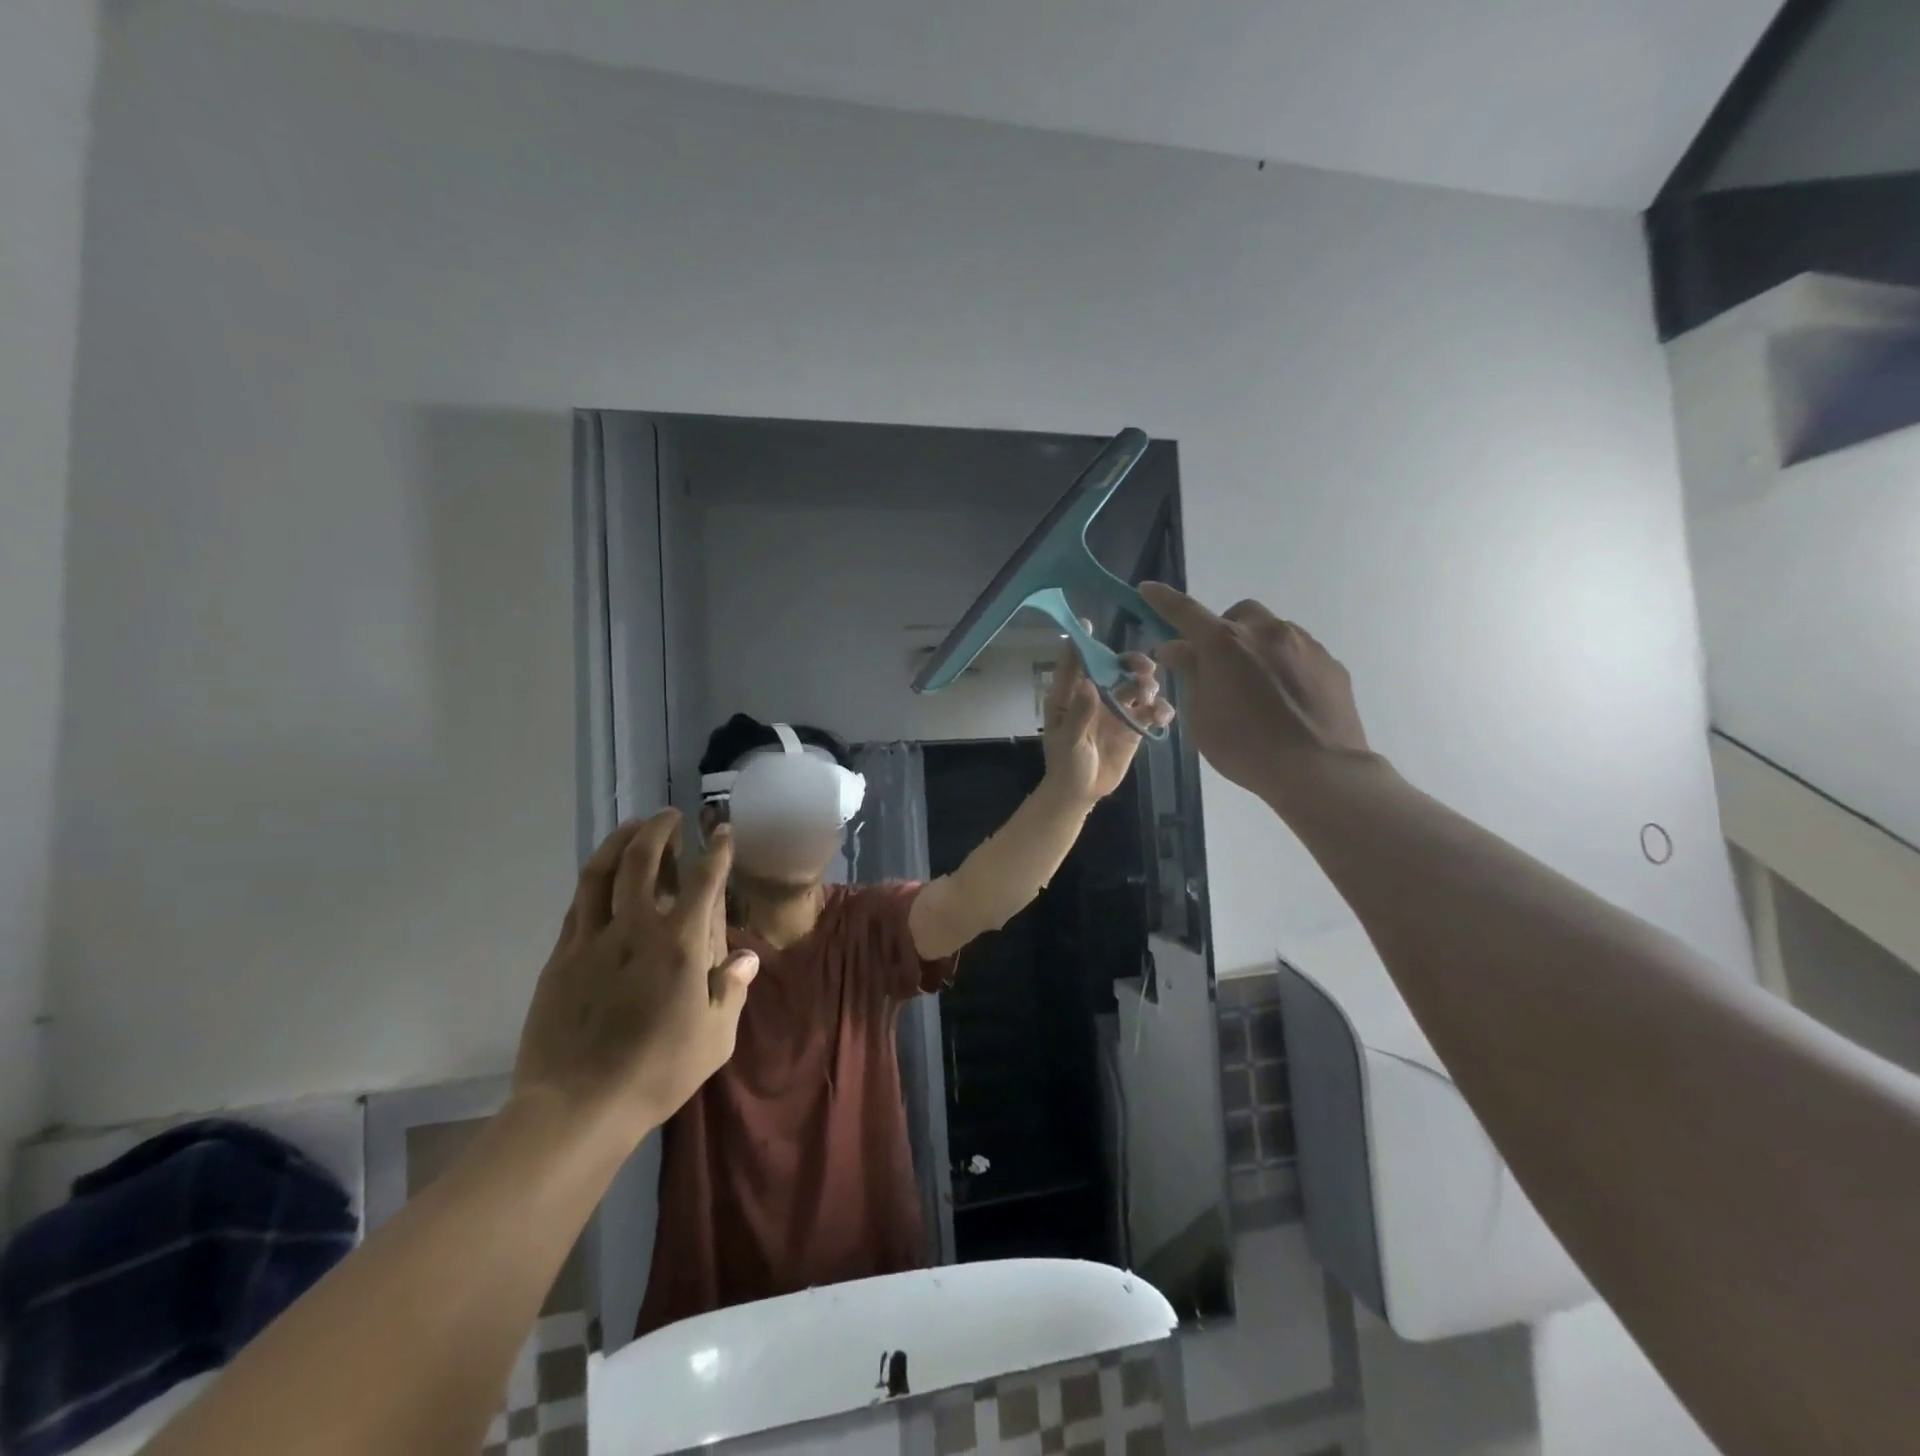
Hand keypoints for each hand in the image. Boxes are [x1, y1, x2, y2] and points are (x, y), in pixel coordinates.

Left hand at [512, 812, 758, 1140]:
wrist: (577, 1106)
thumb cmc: (657, 1072)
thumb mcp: (715, 1038)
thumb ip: (732, 990)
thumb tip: (746, 958)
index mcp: (680, 946)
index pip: (703, 881)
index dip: (716, 850)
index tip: (722, 831)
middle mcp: (636, 929)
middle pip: (644, 860)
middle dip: (659, 829)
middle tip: (670, 816)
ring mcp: (593, 939)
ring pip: (602, 872)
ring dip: (620, 841)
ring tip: (633, 827)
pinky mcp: (561, 956)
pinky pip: (579, 902)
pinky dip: (595, 878)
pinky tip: (602, 875)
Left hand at [1041, 625, 1175, 804]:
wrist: (1081, 792)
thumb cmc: (1065, 764)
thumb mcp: (1067, 740)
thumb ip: (1078, 713)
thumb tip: (1089, 684)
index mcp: (1071, 694)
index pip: (1075, 662)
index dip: (1082, 642)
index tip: (1090, 623)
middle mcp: (1096, 695)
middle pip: (1115, 668)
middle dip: (1131, 663)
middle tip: (1144, 669)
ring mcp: (1117, 710)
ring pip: (1137, 686)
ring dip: (1147, 684)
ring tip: (1149, 696)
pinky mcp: (1134, 727)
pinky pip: (1151, 712)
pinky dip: (1160, 710)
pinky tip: (1162, 716)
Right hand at [1140, 583, 1369, 802]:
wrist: (1319, 770)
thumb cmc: (1245, 747)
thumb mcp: (1200, 717)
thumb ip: (1189, 675)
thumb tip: (1176, 647)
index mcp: (1224, 644)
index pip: (1185, 612)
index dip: (1163, 600)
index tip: (1148, 589)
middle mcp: (1265, 632)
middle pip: (1238, 614)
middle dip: (1224, 630)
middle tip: (1218, 664)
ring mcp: (1304, 644)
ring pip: (1272, 632)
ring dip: (1256, 647)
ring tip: (1257, 688)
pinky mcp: (1331, 663)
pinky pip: (1299, 653)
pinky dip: (1284, 665)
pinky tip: (1286, 699)